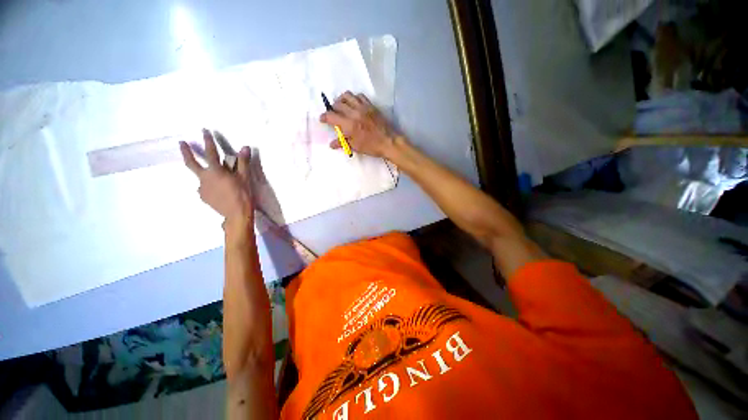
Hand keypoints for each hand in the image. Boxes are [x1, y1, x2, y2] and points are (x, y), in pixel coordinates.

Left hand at [180, 129, 252, 221]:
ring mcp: (202, 188)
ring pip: (200, 177)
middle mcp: (205, 177)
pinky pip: (204, 188)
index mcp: (215, 171)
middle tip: (181, 143)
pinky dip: (209, 185)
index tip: (204, 131)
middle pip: (192, 163)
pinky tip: (216, 190)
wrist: (236, 214)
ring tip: (213, 177)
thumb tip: (244, 147)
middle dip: (186, 152)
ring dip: (203, 173)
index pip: (211, 152)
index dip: (208, 141)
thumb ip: (243, 162)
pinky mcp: (203, 197)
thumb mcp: (245, 177)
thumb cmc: (243, 194)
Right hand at [320, 91, 402, 157]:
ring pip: (347, 96)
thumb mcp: (355, 147)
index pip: (331, 116)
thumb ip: (342, 143)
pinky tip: (354, 104)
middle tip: (333, 115)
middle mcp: (354, 113)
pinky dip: (353, 98)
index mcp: (349, 125)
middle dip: (332, 109)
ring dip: (341, 100)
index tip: (322, 119)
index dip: (324, 117)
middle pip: (337, 104)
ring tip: (341, 106)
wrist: (389, 142)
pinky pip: (359, 96)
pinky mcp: (370, 105)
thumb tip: (331, 144)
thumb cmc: (371, 146)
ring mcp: (363, 107)